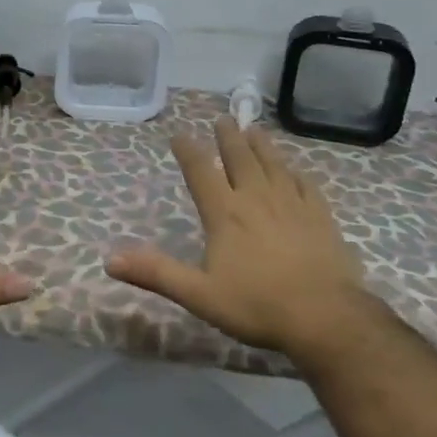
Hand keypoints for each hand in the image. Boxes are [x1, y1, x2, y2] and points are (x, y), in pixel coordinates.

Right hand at [106, 117, 366, 353]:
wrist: (326, 318)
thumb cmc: (257, 306)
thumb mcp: (198, 294)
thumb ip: (156, 273)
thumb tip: (110, 259)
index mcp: (225, 214)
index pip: (201, 173)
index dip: (188, 152)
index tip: (179, 134)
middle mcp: (257, 199)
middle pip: (240, 159)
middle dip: (229, 138)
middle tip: (224, 118)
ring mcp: (292, 205)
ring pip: (273, 165)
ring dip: (262, 145)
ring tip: (255, 129)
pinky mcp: (321, 217)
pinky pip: (305, 184)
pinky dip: (295, 172)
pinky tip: (295, 169)